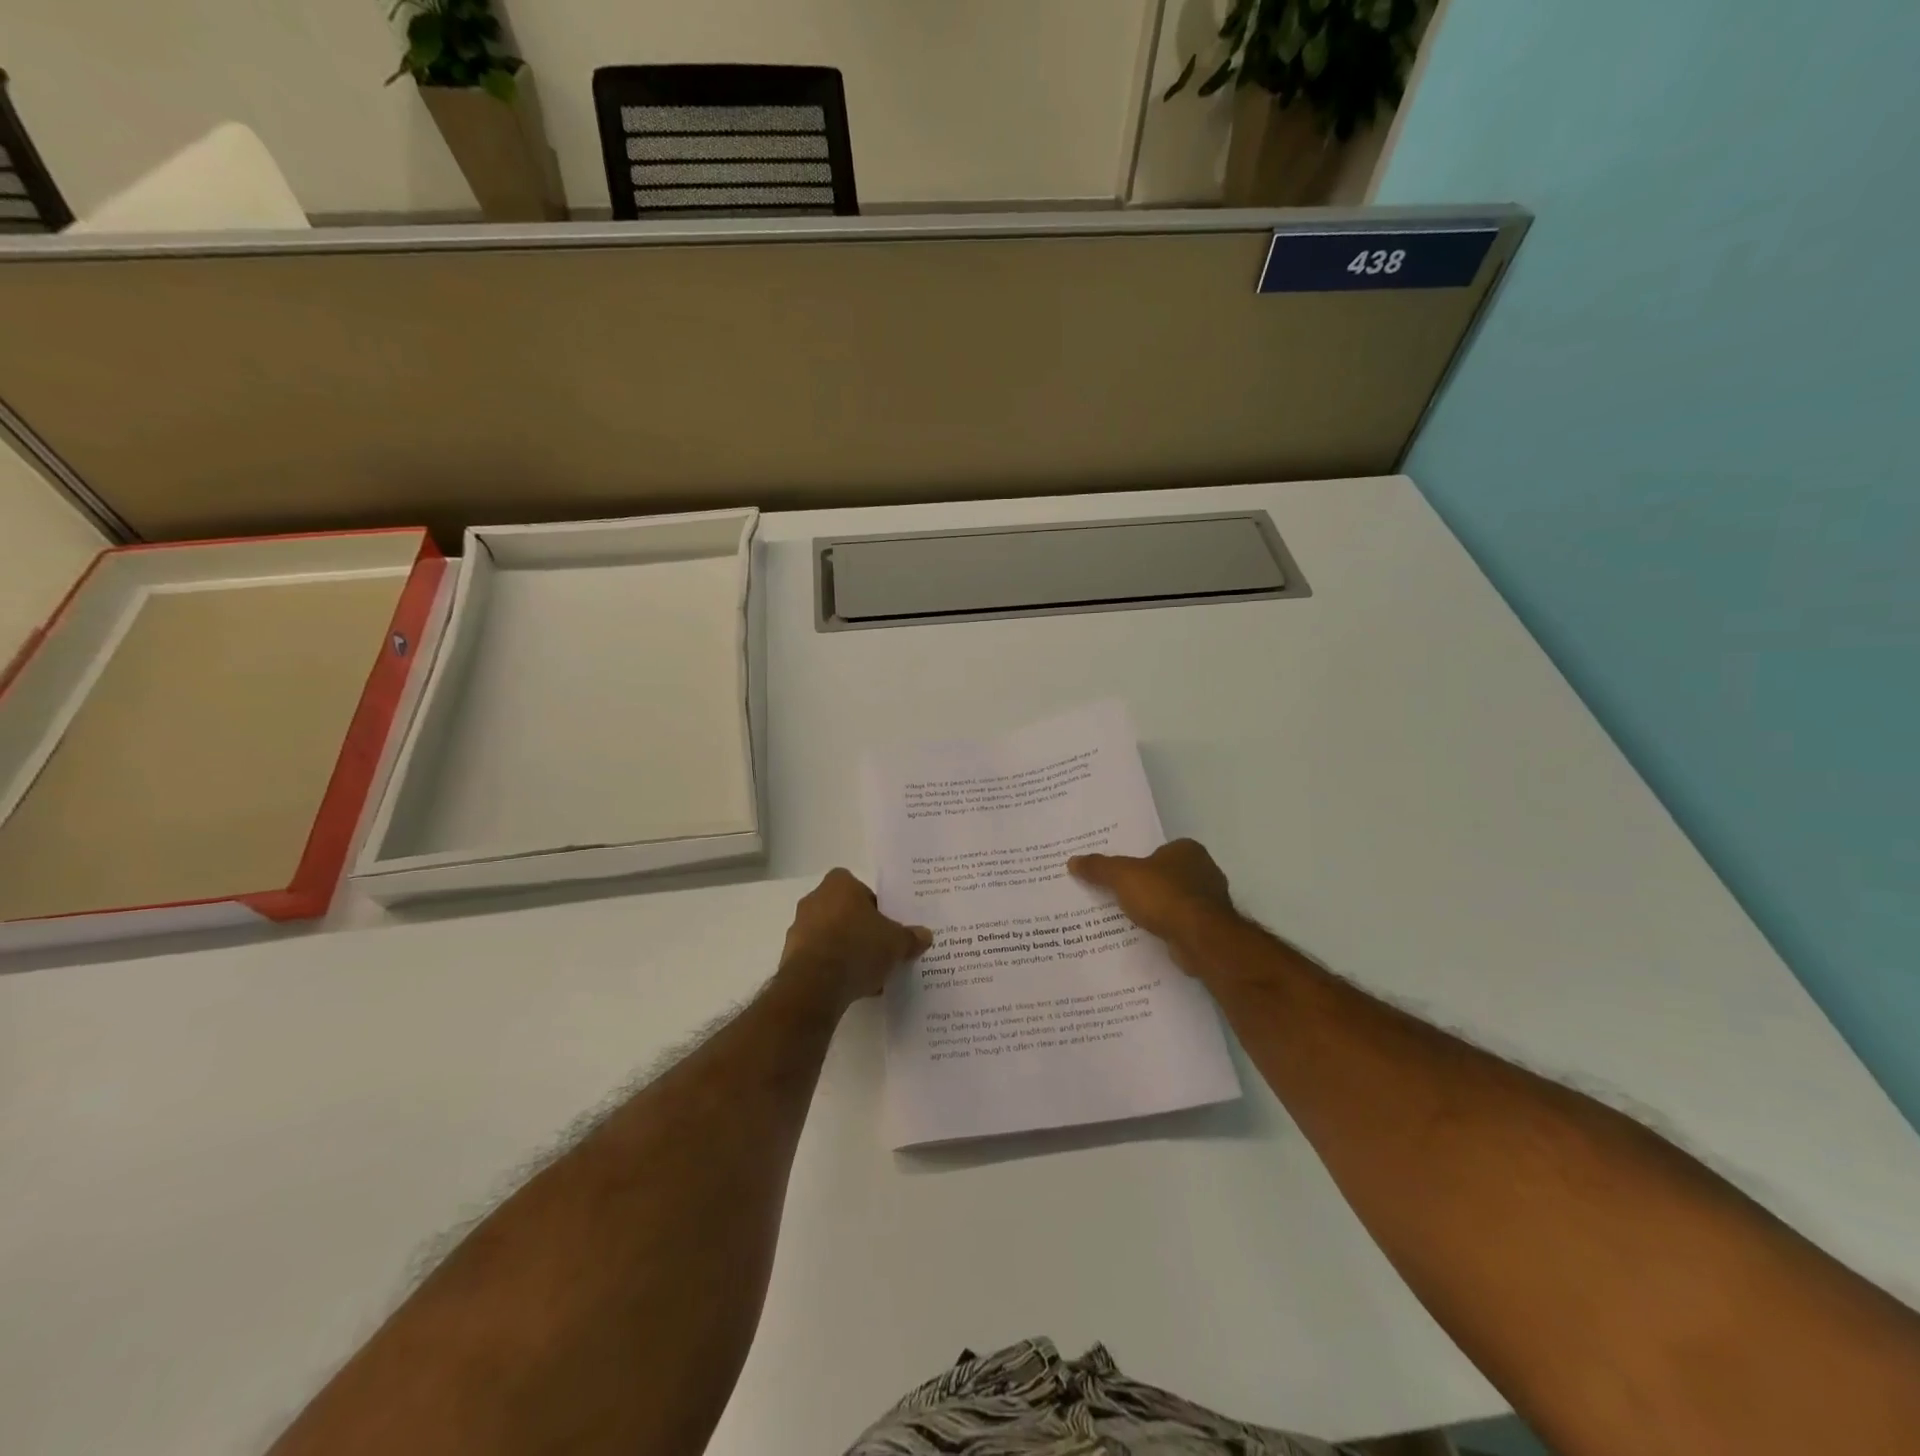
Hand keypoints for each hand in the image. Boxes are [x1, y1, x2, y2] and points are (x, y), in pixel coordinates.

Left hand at [778, 869, 931, 1010]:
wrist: (815, 984)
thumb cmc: (858, 947)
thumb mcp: (896, 942)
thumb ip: (911, 937)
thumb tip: (925, 935)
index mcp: (839, 884)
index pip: (860, 888)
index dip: (875, 906)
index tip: (886, 927)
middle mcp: (814, 899)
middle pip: (845, 912)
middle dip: (861, 930)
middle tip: (880, 949)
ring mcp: (799, 928)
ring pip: (831, 936)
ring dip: (847, 951)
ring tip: (869, 975)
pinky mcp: (790, 956)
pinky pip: (819, 958)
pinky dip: (833, 968)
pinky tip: (851, 987)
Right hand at [1068, 839, 1237, 975]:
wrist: (1200, 938)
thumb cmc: (1164, 895)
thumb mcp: (1122, 876)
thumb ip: (1099, 868)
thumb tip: (1072, 861)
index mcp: (1187, 850)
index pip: (1157, 851)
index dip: (1137, 862)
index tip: (1117, 874)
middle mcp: (1204, 870)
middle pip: (1165, 875)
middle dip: (1145, 886)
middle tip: (1116, 895)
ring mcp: (1210, 900)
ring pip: (1173, 900)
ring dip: (1156, 909)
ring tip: (1127, 918)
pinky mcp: (1210, 927)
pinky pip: (1179, 922)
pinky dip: (1165, 927)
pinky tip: (1147, 935)